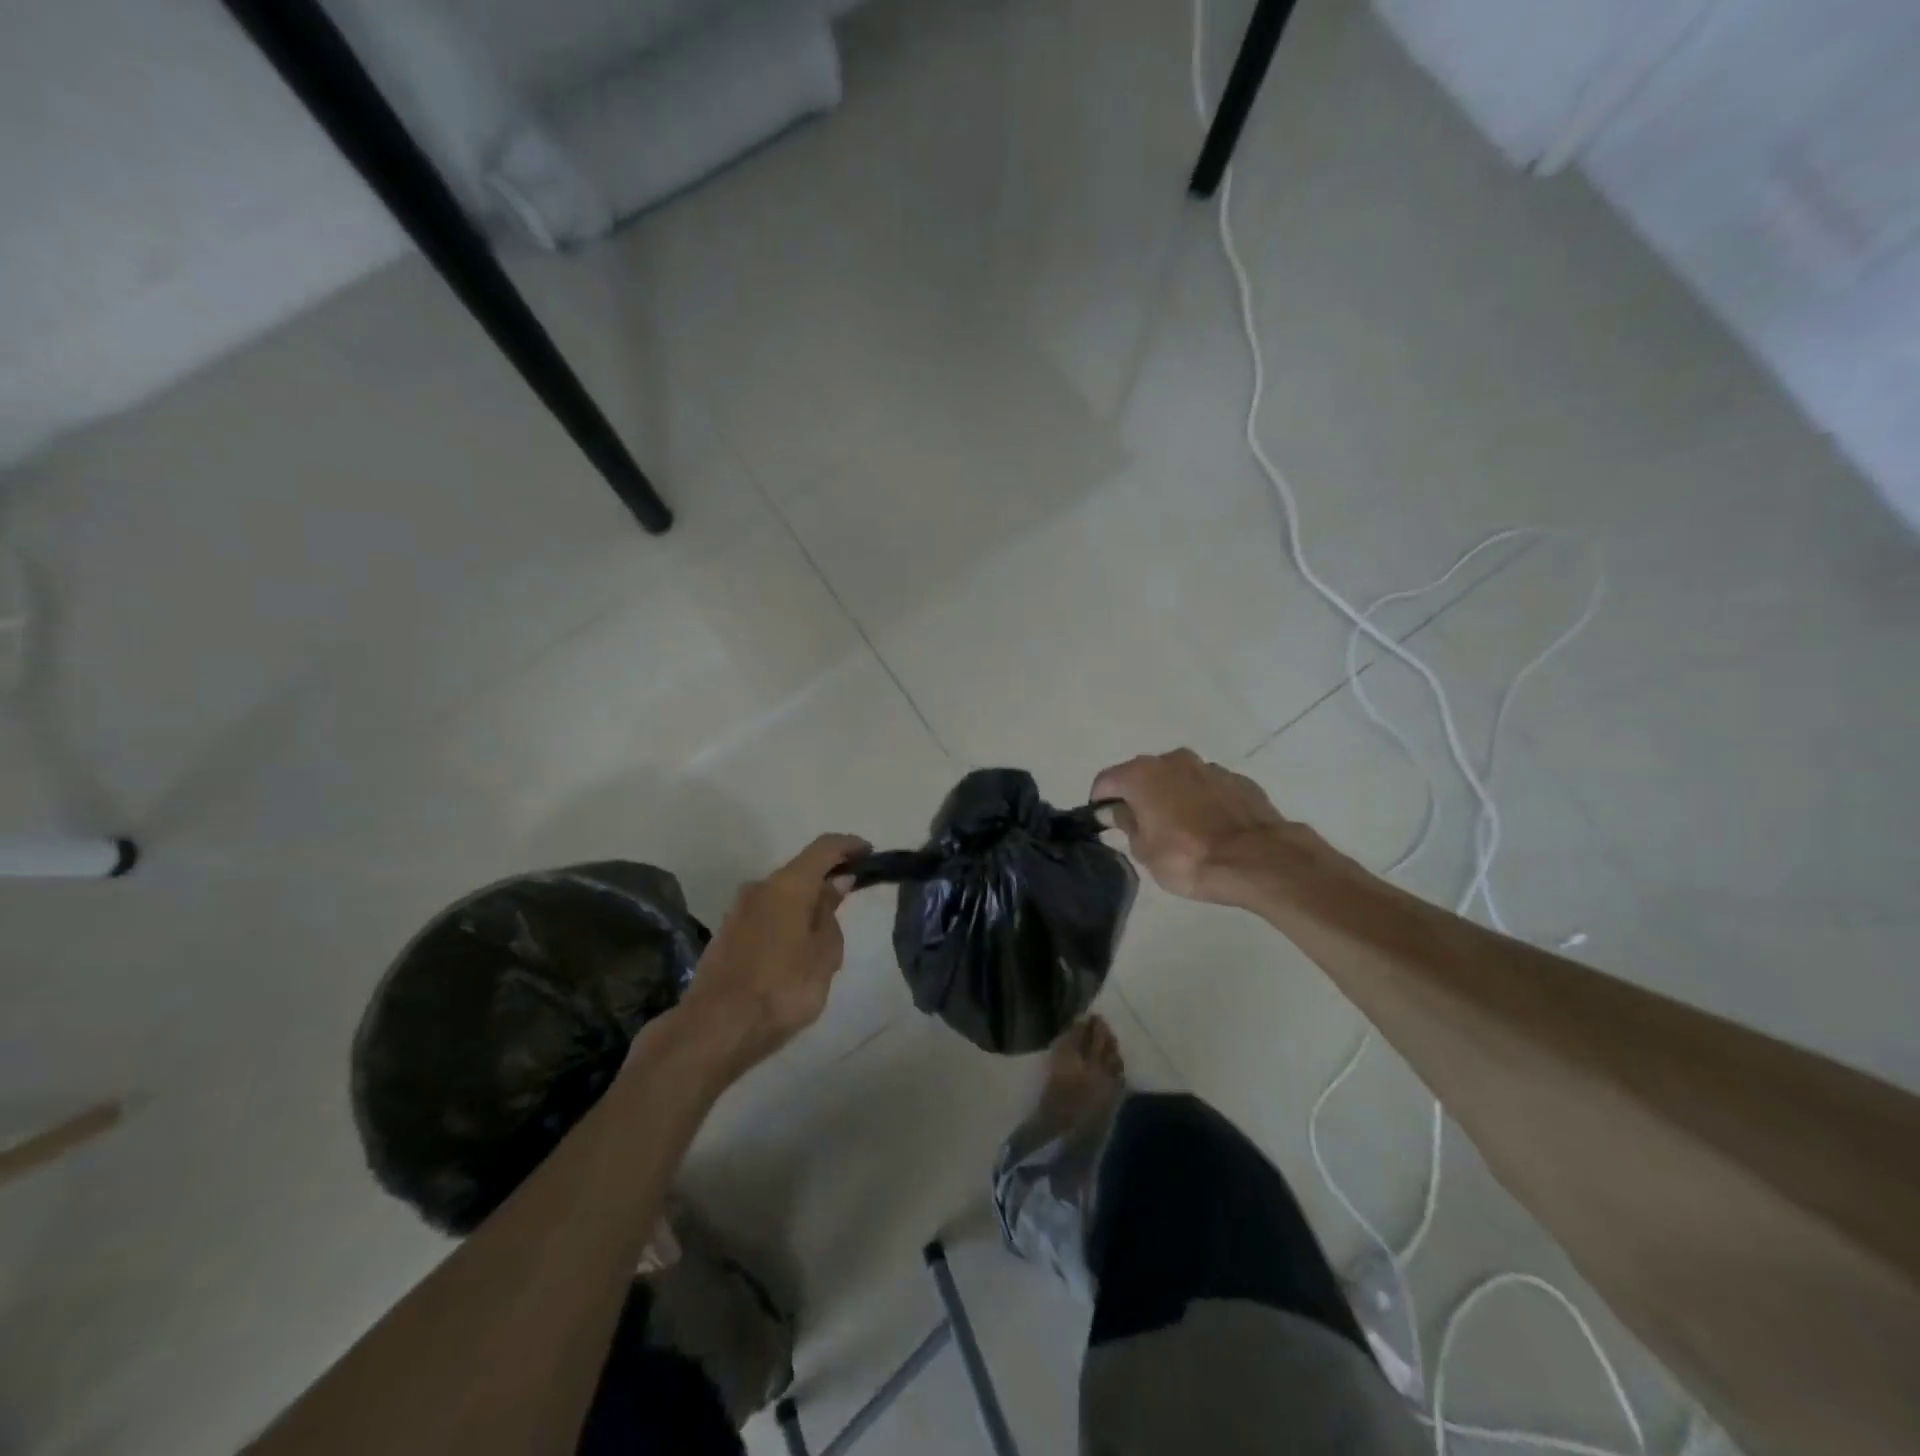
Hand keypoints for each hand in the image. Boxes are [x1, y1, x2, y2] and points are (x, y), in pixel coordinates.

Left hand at [675, 833, 870, 1078]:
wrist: (715, 1029)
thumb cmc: (782, 988)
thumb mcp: (824, 954)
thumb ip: (830, 914)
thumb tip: (835, 883)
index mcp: (788, 885)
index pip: (824, 848)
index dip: (849, 846)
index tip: (869, 853)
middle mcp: (759, 887)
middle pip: (800, 872)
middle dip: (826, 882)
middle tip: (848, 907)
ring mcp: (738, 911)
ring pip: (781, 897)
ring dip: (804, 907)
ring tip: (823, 942)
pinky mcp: (726, 935)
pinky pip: (766, 917)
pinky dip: (786, 923)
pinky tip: (794, 956)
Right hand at [1092, 749, 1323, 908]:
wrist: (1258, 860)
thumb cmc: (1188, 858)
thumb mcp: (1145, 851)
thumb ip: (1126, 824)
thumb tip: (1114, 810)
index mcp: (1142, 774)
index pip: (1106, 781)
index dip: (1100, 801)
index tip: (1103, 822)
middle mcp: (1173, 760)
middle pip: (1143, 775)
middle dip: (1138, 796)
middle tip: (1141, 828)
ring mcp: (1209, 767)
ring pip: (1178, 779)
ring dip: (1172, 797)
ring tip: (1179, 830)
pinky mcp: (1238, 780)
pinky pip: (1208, 788)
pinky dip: (1202, 802)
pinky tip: (1209, 828)